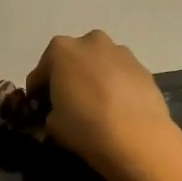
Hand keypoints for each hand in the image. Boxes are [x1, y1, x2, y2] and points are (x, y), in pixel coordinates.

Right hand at [26, 30, 179, 179]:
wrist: (137, 138)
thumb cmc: (85, 126)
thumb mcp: (52, 124)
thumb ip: (50, 112)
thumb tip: (57, 113)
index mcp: (61, 50)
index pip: (40, 72)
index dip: (38, 92)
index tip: (40, 109)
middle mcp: (91, 42)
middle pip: (72, 60)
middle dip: (68, 77)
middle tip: (69, 103)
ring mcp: (121, 52)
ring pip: (99, 64)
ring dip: (94, 78)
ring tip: (97, 106)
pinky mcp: (143, 67)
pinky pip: (120, 74)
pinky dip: (115, 86)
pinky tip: (117, 108)